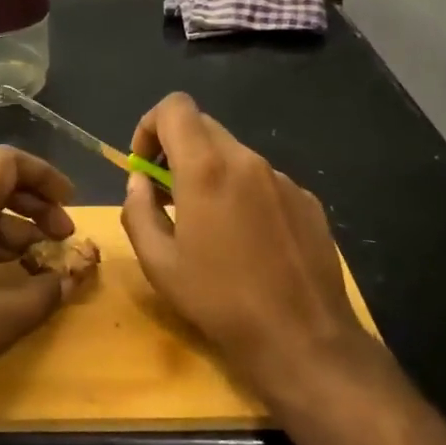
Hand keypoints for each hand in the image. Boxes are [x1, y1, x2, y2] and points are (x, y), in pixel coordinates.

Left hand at [0, 146, 78, 433]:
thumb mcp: (2, 318)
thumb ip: (46, 293)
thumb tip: (71, 279)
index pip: (6, 163)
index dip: (44, 175)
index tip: (70, 205)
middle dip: (35, 208)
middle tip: (63, 241)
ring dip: (15, 234)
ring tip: (41, 268)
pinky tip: (8, 283)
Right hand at [120, 92, 370, 397]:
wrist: (301, 336)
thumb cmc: (218, 300)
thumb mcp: (159, 262)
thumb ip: (138, 211)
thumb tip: (139, 183)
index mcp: (206, 169)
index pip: (175, 107)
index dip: (150, 125)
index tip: (144, 165)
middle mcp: (248, 162)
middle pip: (205, 127)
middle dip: (177, 150)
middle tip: (167, 194)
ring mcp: (284, 180)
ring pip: (236, 156)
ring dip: (211, 173)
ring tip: (208, 225)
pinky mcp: (308, 201)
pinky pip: (265, 181)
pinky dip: (244, 194)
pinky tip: (248, 241)